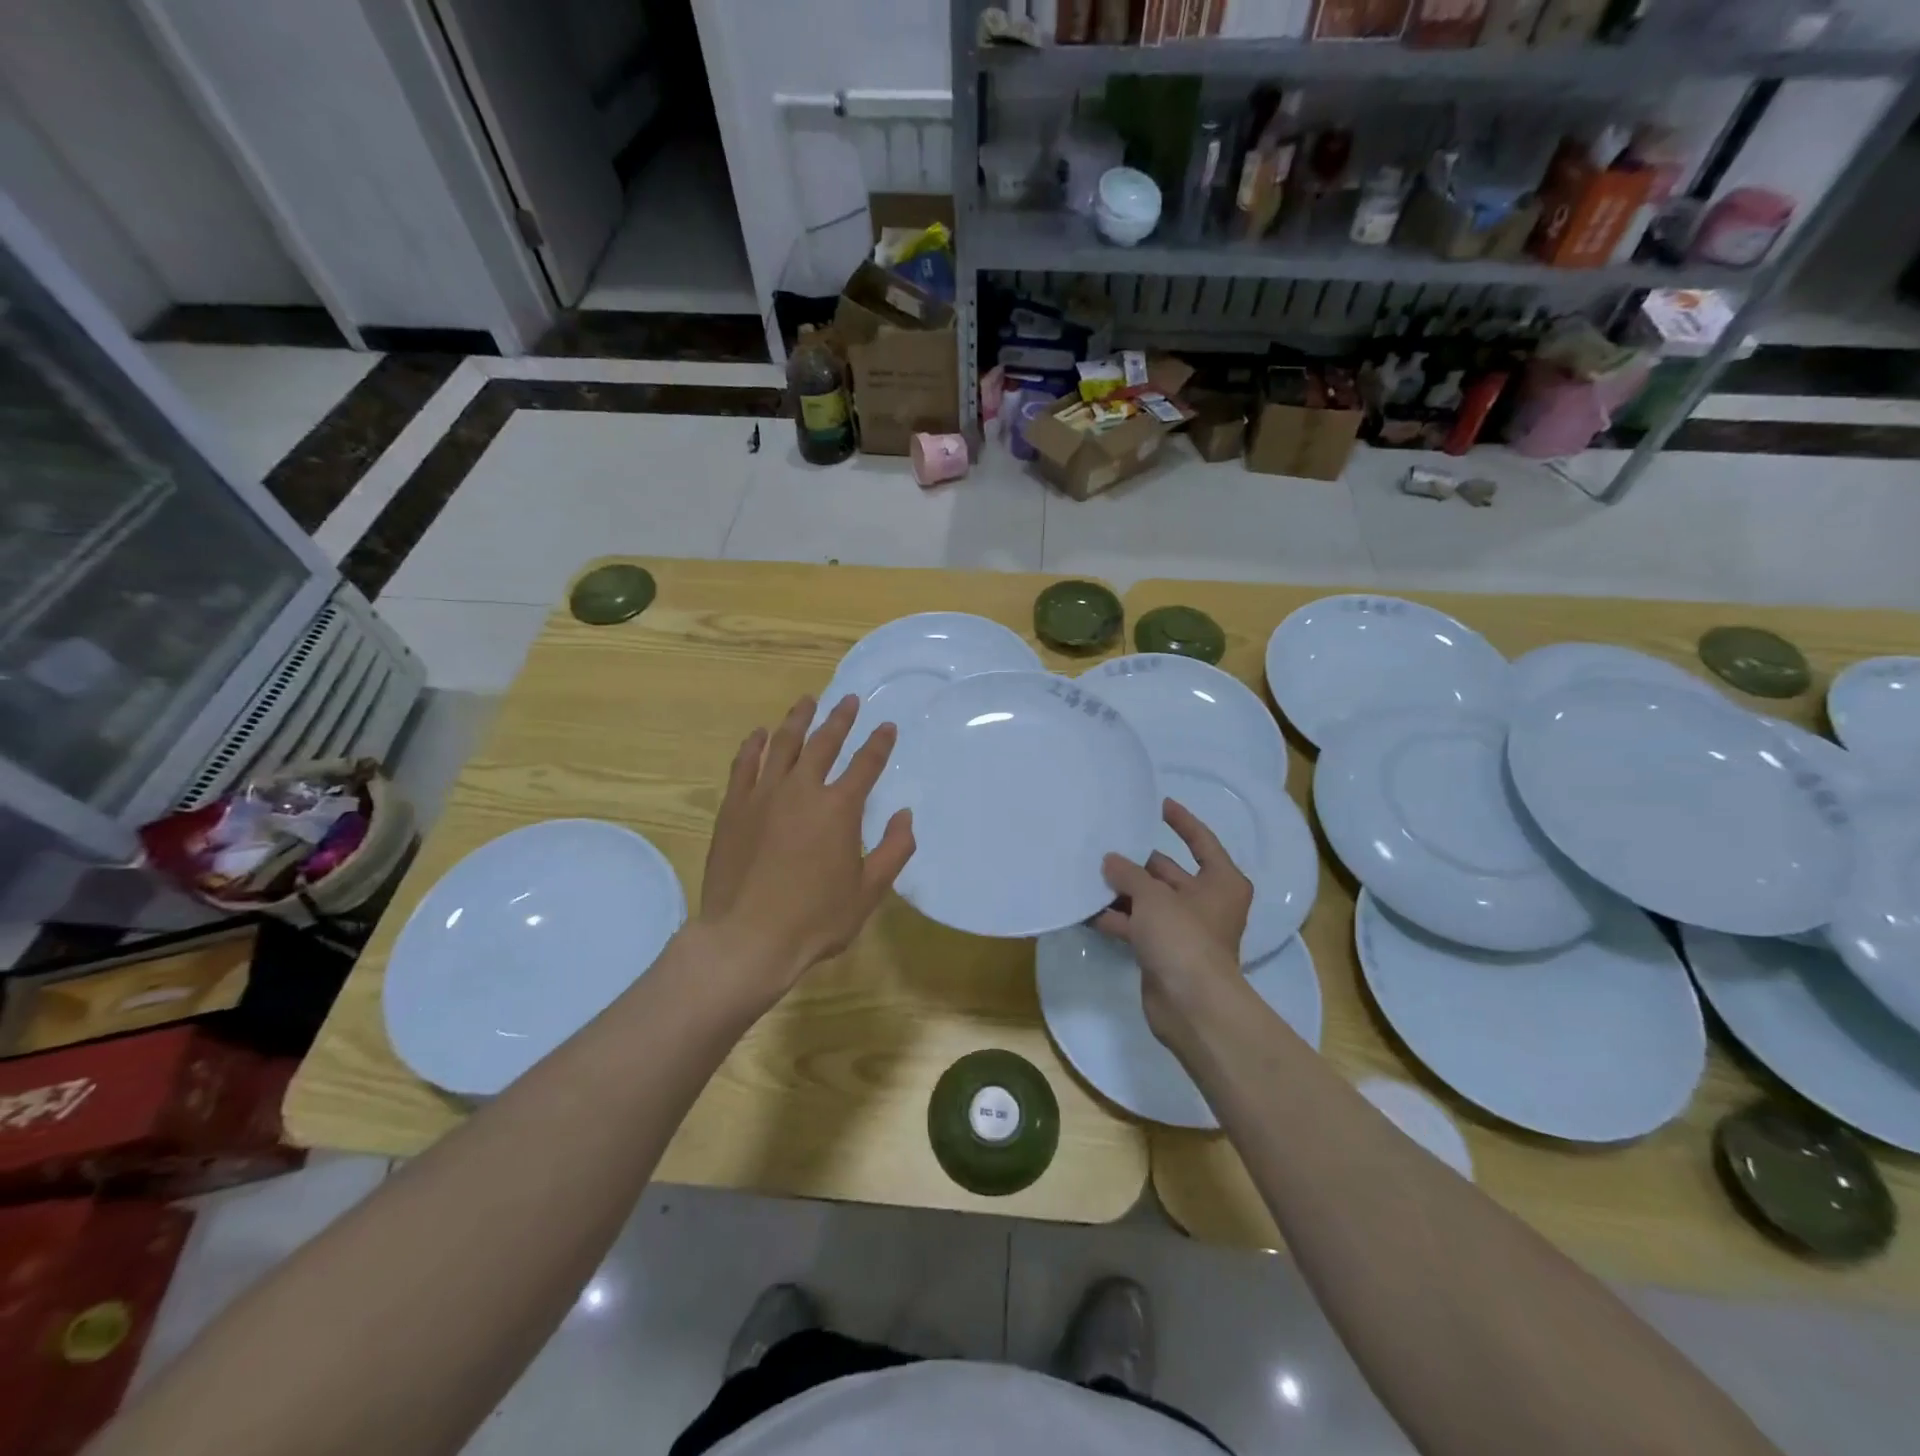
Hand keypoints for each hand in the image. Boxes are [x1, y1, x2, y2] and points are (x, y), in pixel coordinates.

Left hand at [698, 694, 914, 1003]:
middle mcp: (802, 790)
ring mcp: (763, 795)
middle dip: (840, 719)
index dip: (879, 744)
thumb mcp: (869, 891)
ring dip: (798, 719)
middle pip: (824, 743)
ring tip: (807, 701)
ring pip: (783, 744)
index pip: (865, 765)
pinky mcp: (734, 808)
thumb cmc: (815, 919)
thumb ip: (894, 850)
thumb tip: (905, 815)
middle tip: (849, 701)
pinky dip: (754, 746)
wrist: (747, 938)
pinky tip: (760, 734)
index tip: (887, 726)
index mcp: (839, 808)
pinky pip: (745, 765)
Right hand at [1096, 799, 1251, 1043]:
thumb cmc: (1183, 938)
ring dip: (1121, 891)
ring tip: (1086, 874)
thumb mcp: (1154, 896)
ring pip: (1148, 900)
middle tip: (1103, 843)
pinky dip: (1116, 918)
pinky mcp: (1163, 951)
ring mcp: (1184, 928)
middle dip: (1136, 862)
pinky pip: (1137, 925)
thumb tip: (1110, 860)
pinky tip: (1086, 910)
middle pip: (1168, 872)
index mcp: (1221, 881)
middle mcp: (1206, 902)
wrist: (1191, 1005)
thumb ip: (1129, 874)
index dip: (1181, 821)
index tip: (1157, 803)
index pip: (1201, 841)